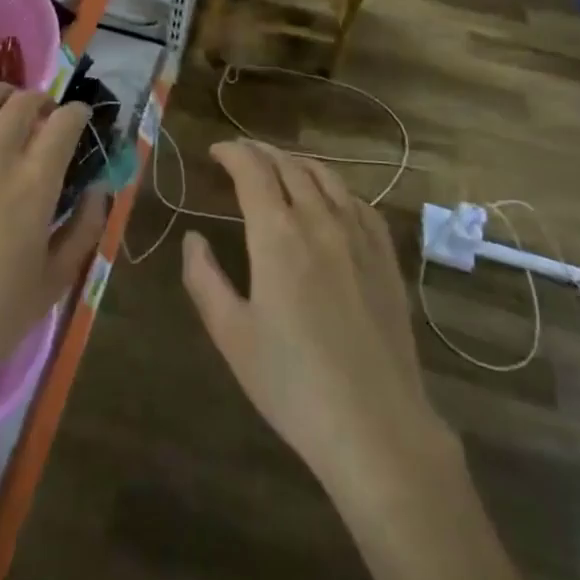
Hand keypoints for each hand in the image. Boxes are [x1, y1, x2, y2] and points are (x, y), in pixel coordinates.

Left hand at [0, 83, 105, 430]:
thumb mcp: (57, 278)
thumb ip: (85, 227)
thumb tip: (98, 188)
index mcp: (34, 184)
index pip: (64, 123)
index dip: (78, 113)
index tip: (81, 118)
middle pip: (23, 102)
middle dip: (43, 101)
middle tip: (46, 117)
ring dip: (3, 96)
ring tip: (8, 109)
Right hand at [182, 140, 439, 493]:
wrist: (377, 427)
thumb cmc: (293, 384)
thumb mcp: (231, 335)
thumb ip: (203, 278)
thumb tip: (193, 238)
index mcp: (277, 234)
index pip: (252, 170)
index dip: (232, 152)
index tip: (215, 152)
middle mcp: (319, 220)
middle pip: (289, 165)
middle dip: (260, 153)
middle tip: (241, 155)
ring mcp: (359, 236)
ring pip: (327, 177)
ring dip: (297, 164)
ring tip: (280, 168)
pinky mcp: (386, 258)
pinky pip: (359, 203)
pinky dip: (335, 189)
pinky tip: (330, 201)